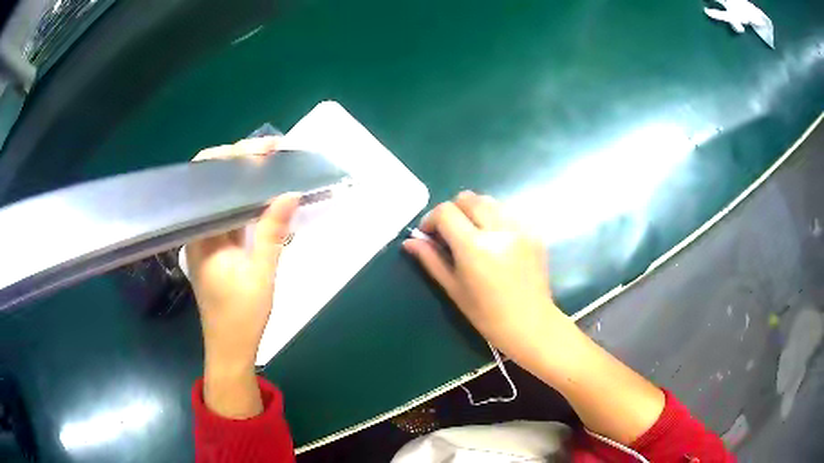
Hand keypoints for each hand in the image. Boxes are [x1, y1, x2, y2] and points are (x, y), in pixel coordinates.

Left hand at [186, 137, 297, 417]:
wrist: (229, 347)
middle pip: (213, 182)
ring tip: (273, 162)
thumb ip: (272, 232)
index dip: (233, 156)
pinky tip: (264, 191)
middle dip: (241, 159)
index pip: (207, 181)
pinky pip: (228, 211)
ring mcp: (206, 237)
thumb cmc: (241, 315)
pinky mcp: (215, 245)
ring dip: (245, 176)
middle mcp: (198, 229)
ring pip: (221, 195)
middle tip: (274, 150)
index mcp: (201, 233)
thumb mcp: (262, 274)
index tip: (265, 148)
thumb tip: (290, 193)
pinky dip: (246, 196)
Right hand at [402, 191, 569, 364]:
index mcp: (474, 247)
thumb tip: (409, 241)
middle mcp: (498, 229)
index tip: (429, 234)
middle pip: (468, 198)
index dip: (431, 218)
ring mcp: (520, 228)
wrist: (530, 323)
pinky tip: (495, 239)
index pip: (446, 211)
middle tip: (450, 233)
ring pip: (489, 201)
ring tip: (473, 233)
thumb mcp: (453, 288)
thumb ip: (431, 259)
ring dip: (474, 211)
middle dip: (453, 211)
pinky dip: (495, 218)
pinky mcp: (534, 231)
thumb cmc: (486, 314)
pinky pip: (508, 212)